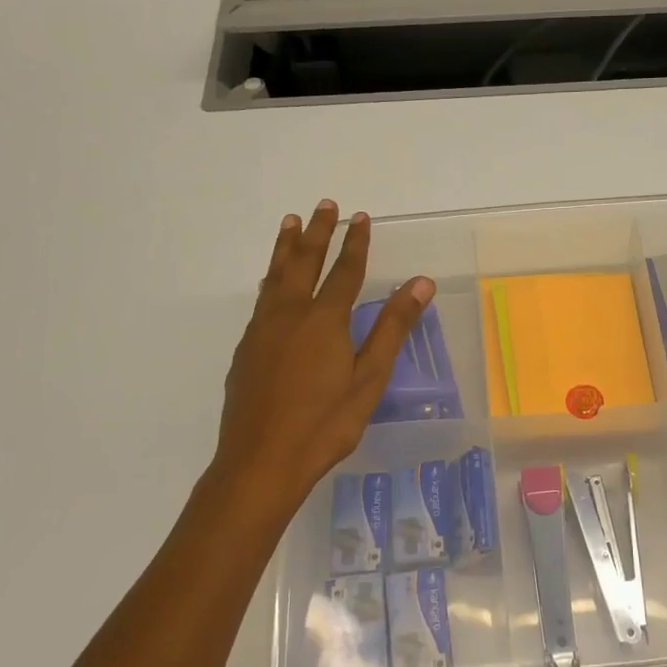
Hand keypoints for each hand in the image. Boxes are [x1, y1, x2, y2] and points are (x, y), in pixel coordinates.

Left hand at [209, 200, 433, 518]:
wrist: (261, 462)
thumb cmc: (325, 424)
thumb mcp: (369, 379)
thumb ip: (393, 328)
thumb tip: (420, 283)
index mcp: (324, 321)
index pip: (344, 271)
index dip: (355, 243)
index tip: (361, 217)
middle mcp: (289, 315)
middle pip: (303, 262)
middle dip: (317, 232)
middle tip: (324, 205)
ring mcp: (262, 331)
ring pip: (275, 277)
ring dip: (286, 247)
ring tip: (290, 223)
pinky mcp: (246, 350)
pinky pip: (262, 300)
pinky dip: (271, 279)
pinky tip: (271, 283)